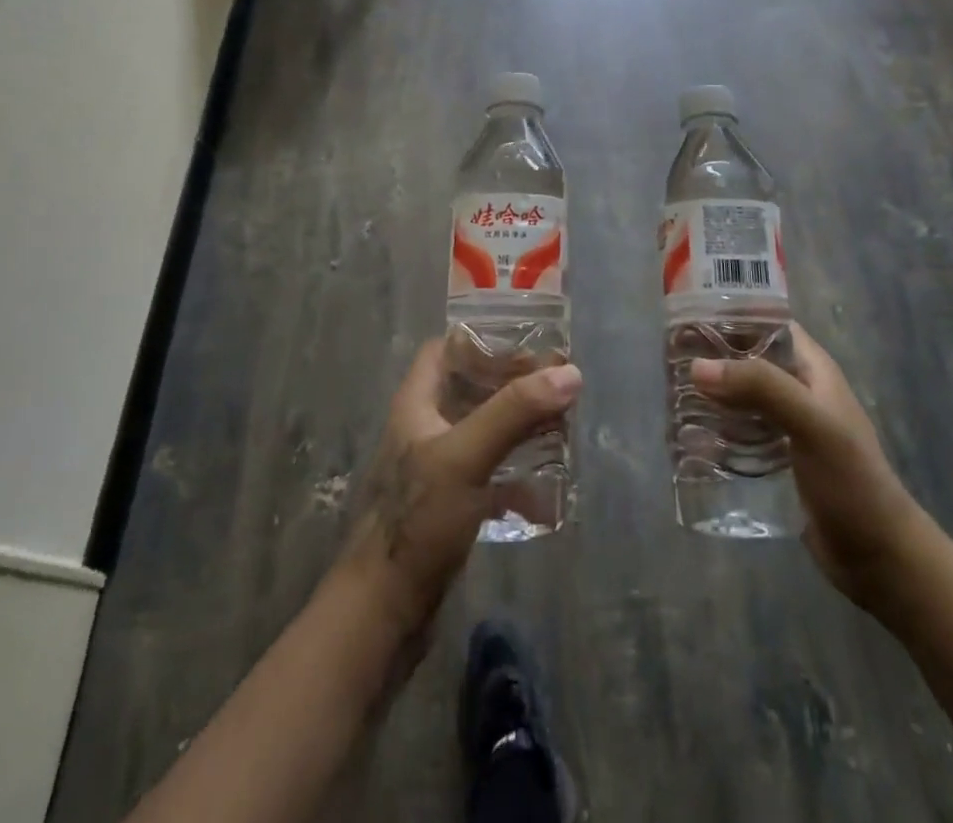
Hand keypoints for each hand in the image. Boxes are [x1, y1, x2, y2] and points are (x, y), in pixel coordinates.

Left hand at [339, 340, 581, 632]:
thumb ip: (514, 412)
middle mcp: (425, 428)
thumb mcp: (466, 456)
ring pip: (484, 432)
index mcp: (417, 404)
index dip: (483, 341)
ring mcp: (438, 469)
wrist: (383, 612)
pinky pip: (490, 476)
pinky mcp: (450, 506)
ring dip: (520, 429)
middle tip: (558, 388)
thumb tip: (569, 373)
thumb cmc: (418, 520)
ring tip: (562, 430)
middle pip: (472, 389)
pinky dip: (517, 477)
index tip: (529, 345)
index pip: (446, 349)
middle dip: (514, 386)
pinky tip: (547, 492)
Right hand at [694, 324, 927, 610]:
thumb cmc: (852, 481)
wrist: (880, 559)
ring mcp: (786, 425)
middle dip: (712, 356)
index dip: (732, 313)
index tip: (688, 314)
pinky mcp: (776, 459)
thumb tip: (697, 366)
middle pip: (747, 358)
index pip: (768, 322)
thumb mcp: (812, 424)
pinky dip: (716, 429)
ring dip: (711, 393)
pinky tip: (689, 436)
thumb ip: (761, 388)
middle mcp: (797, 389)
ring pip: (740, 395)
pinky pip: (739, 432)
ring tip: (670, 393)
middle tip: (669, 358)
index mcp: (811, 368)